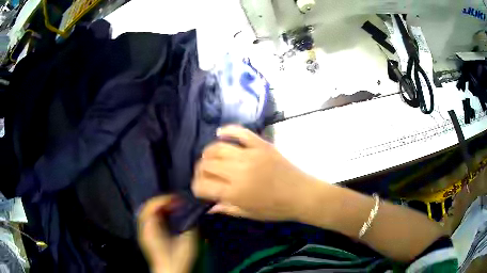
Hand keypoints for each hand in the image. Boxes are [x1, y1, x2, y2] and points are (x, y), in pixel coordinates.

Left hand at [137, 195, 196, 272]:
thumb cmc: (178, 260)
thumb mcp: (188, 244)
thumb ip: (190, 227)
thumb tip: (192, 214)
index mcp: (152, 230)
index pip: (152, 207)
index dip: (164, 199)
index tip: (178, 199)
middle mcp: (145, 229)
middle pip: (147, 207)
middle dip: (162, 201)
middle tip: (176, 201)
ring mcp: (144, 233)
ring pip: (147, 212)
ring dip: (159, 207)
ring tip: (173, 207)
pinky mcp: (148, 237)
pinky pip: (149, 219)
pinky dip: (158, 214)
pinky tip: (168, 216)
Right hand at [191, 125, 318, 220]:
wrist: (302, 194)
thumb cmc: (276, 208)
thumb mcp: (249, 213)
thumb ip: (227, 208)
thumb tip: (208, 207)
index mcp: (234, 192)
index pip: (202, 185)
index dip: (196, 187)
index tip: (200, 189)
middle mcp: (238, 171)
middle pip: (206, 164)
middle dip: (200, 170)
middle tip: (204, 175)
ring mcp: (250, 154)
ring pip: (217, 147)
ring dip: (208, 153)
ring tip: (210, 159)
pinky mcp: (261, 144)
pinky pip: (240, 132)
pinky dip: (227, 130)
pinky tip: (220, 133)